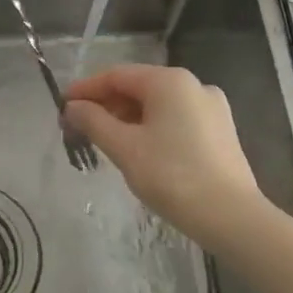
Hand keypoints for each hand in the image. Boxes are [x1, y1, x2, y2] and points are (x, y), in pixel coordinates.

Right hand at [64, 65, 262, 241]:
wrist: (230, 216)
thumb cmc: (172, 176)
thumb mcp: (124, 148)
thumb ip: (93, 122)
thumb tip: (72, 107)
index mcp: (169, 81)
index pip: (116, 76)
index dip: (85, 89)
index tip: (61, 106)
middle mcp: (193, 85)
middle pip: (138, 87)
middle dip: (106, 105)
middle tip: (79, 128)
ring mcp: (211, 108)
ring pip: (158, 105)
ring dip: (127, 118)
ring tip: (104, 141)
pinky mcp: (220, 131)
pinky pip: (176, 119)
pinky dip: (151, 127)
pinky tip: (138, 149)